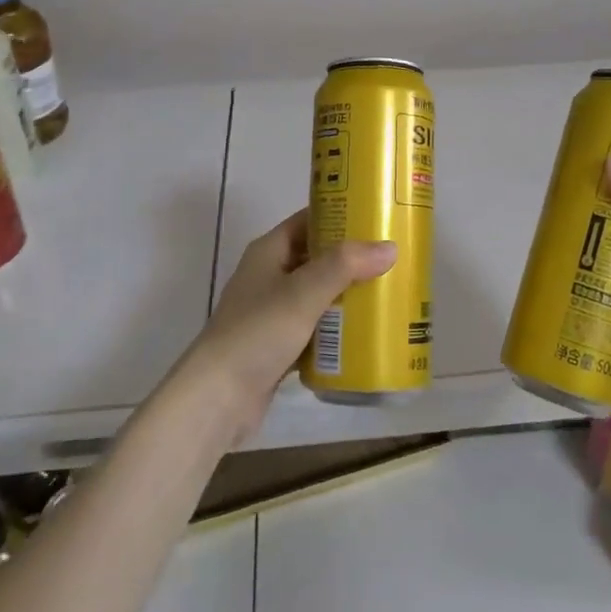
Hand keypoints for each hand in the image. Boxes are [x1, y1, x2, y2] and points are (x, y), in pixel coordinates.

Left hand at [179, 210, 395, 444]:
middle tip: (393, 259)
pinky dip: (337, 328)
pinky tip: (366, 333)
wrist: (217, 398)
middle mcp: (270, 275)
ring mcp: (273, 312)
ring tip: (389, 293)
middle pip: (317, 257)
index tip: (378, 216)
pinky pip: (316, 328)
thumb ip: (345, 266)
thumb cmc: (257, 332)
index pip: (309, 220)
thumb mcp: (303, 292)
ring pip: (319, 294)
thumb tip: (389, 247)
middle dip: (352, 259)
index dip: (340, 214)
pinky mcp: (279, 345)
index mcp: (270, 251)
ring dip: (348, 295)